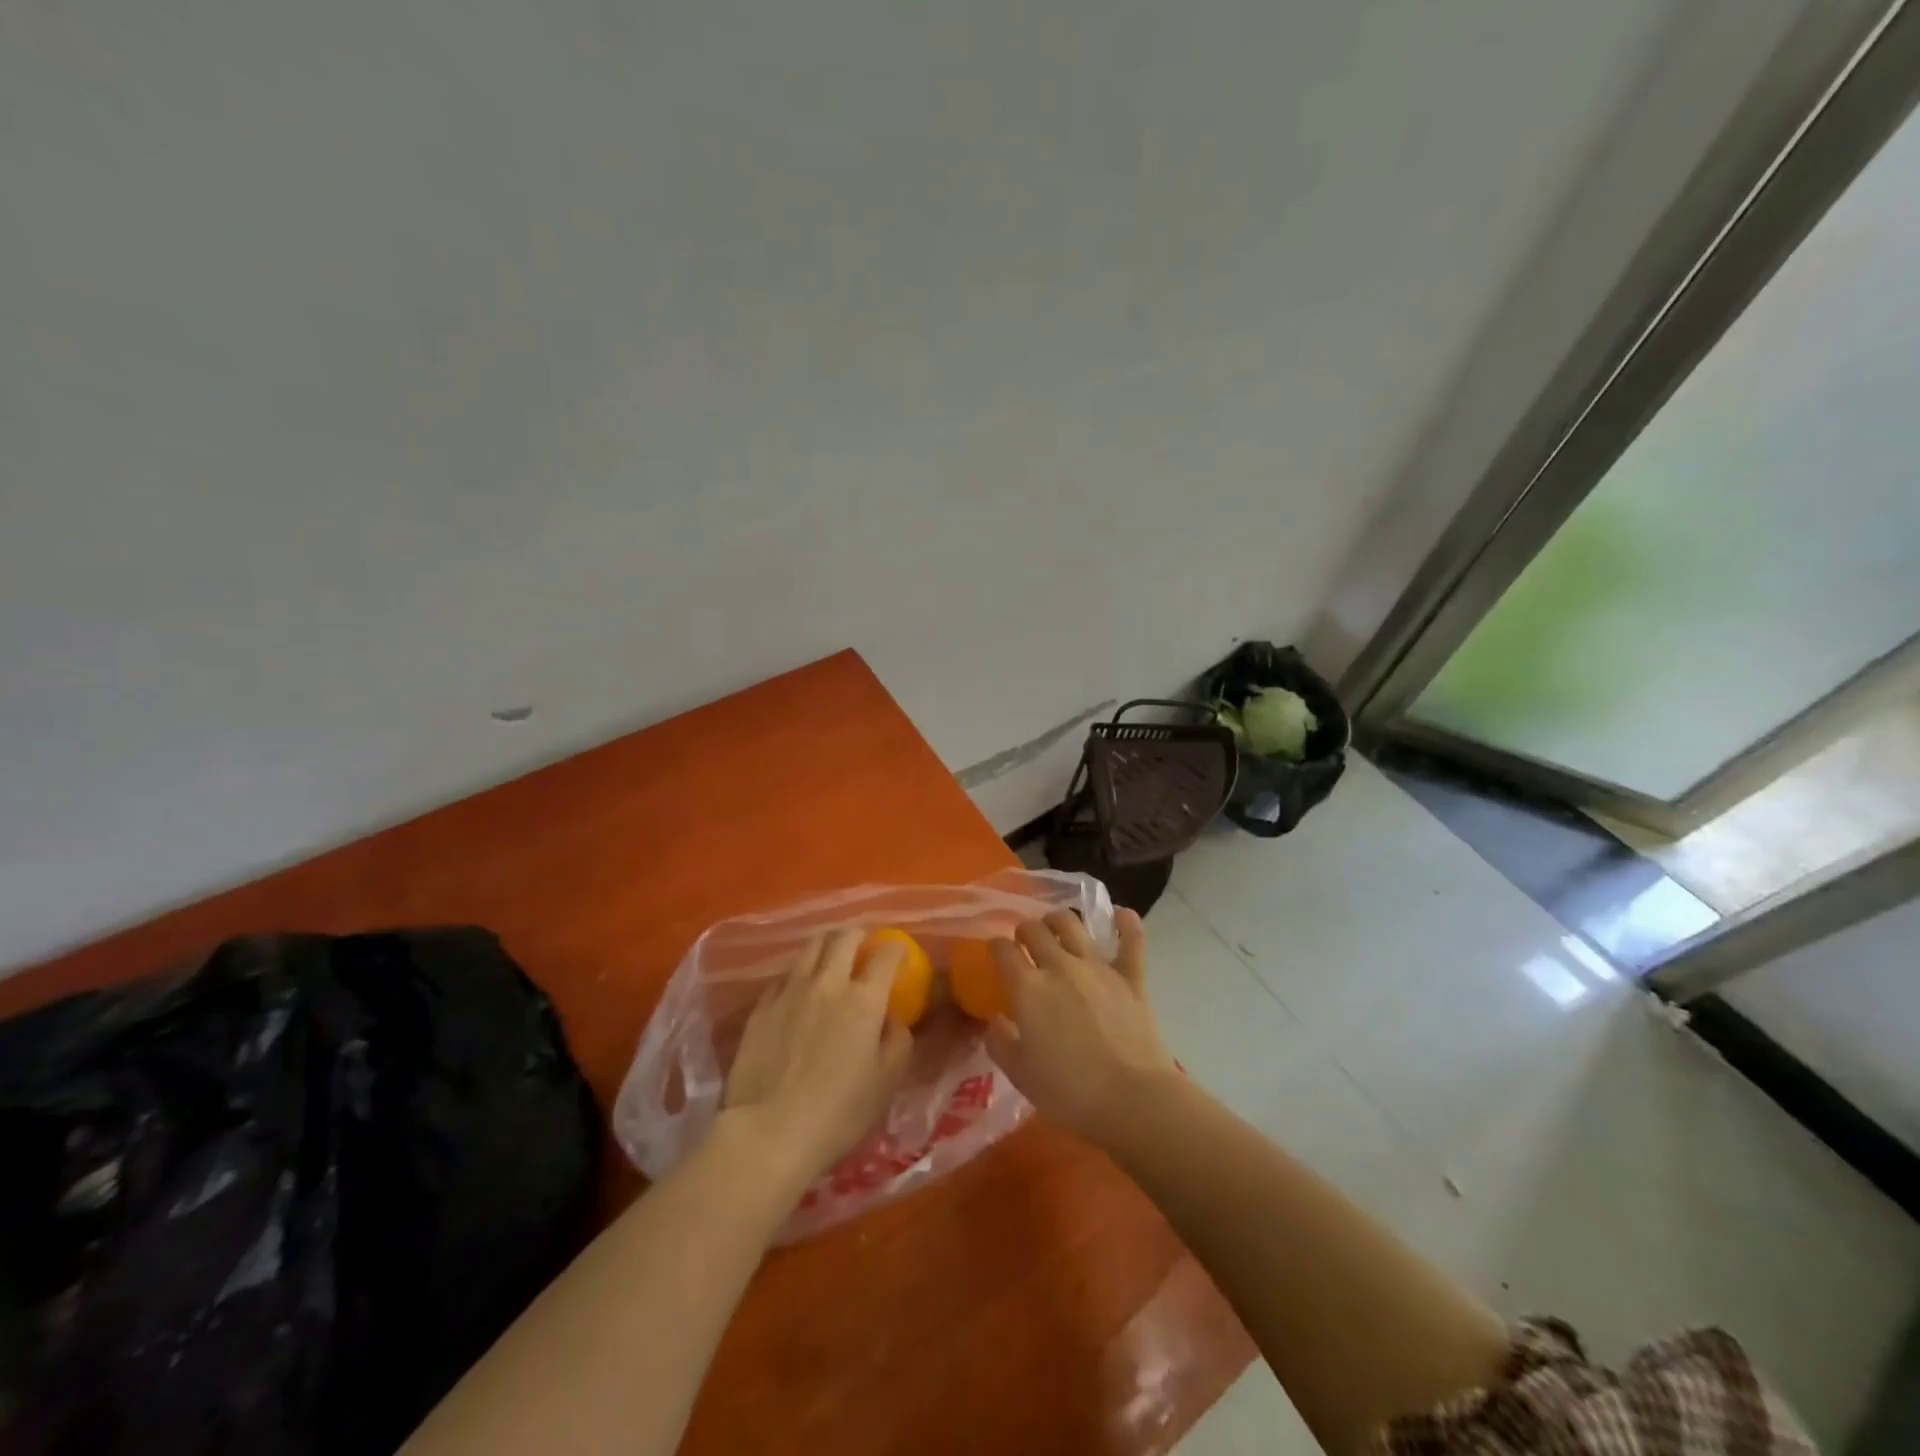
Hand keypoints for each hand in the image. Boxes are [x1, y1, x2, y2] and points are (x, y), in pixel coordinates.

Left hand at [722, 927, 912, 1189]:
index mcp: (863, 1000)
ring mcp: (790, 991)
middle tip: (864, 947)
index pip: (886, 955)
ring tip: (832, 958)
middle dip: (859, 936)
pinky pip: (784, 976)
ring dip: (827, 945)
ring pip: (811, 948)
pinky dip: (798, 975)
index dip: (897, 949)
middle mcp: (827, 983)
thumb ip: (897, 1041)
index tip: (900, 955)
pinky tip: (799, 992)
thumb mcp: (886, 1082)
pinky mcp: (761, 1006)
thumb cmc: (837, 1113)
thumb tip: (890, 1019)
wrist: (768, 1133)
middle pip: (844, 938)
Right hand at [985, 908, 1176, 1147]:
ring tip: (1056, 927)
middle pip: (1036, 929)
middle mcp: (1060, 966)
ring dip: (1059, 920)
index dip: (995, 947)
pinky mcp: (1132, 977)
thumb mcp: (1020, 1074)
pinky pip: (1131, 941)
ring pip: (1073, 924)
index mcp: (1028, 988)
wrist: (1132, 1098)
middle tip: (1024, 942)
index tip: (995, 953)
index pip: (1003, 950)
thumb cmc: (1069, 1092)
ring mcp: (1099, 967)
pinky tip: (1122, 914)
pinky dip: (1126, 924)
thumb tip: (995, 1021)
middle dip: (1025, 930)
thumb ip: (1000, 1042)